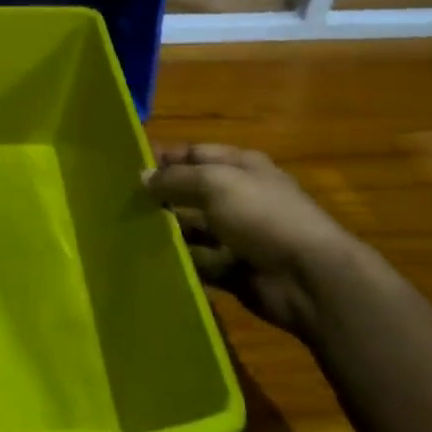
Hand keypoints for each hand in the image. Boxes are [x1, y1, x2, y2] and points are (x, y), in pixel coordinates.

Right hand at [145, 144, 367, 337]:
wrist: (309, 278)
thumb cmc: (262, 215)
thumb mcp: (214, 184)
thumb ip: (174, 179)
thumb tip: (142, 177)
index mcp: (241, 167)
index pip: (195, 154)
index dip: (165, 158)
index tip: (128, 166)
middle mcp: (240, 197)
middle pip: (192, 192)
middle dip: (161, 196)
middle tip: (122, 202)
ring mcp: (238, 235)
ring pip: (193, 229)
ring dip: (168, 231)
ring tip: (129, 232)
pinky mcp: (234, 269)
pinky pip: (200, 262)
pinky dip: (181, 262)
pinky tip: (151, 260)